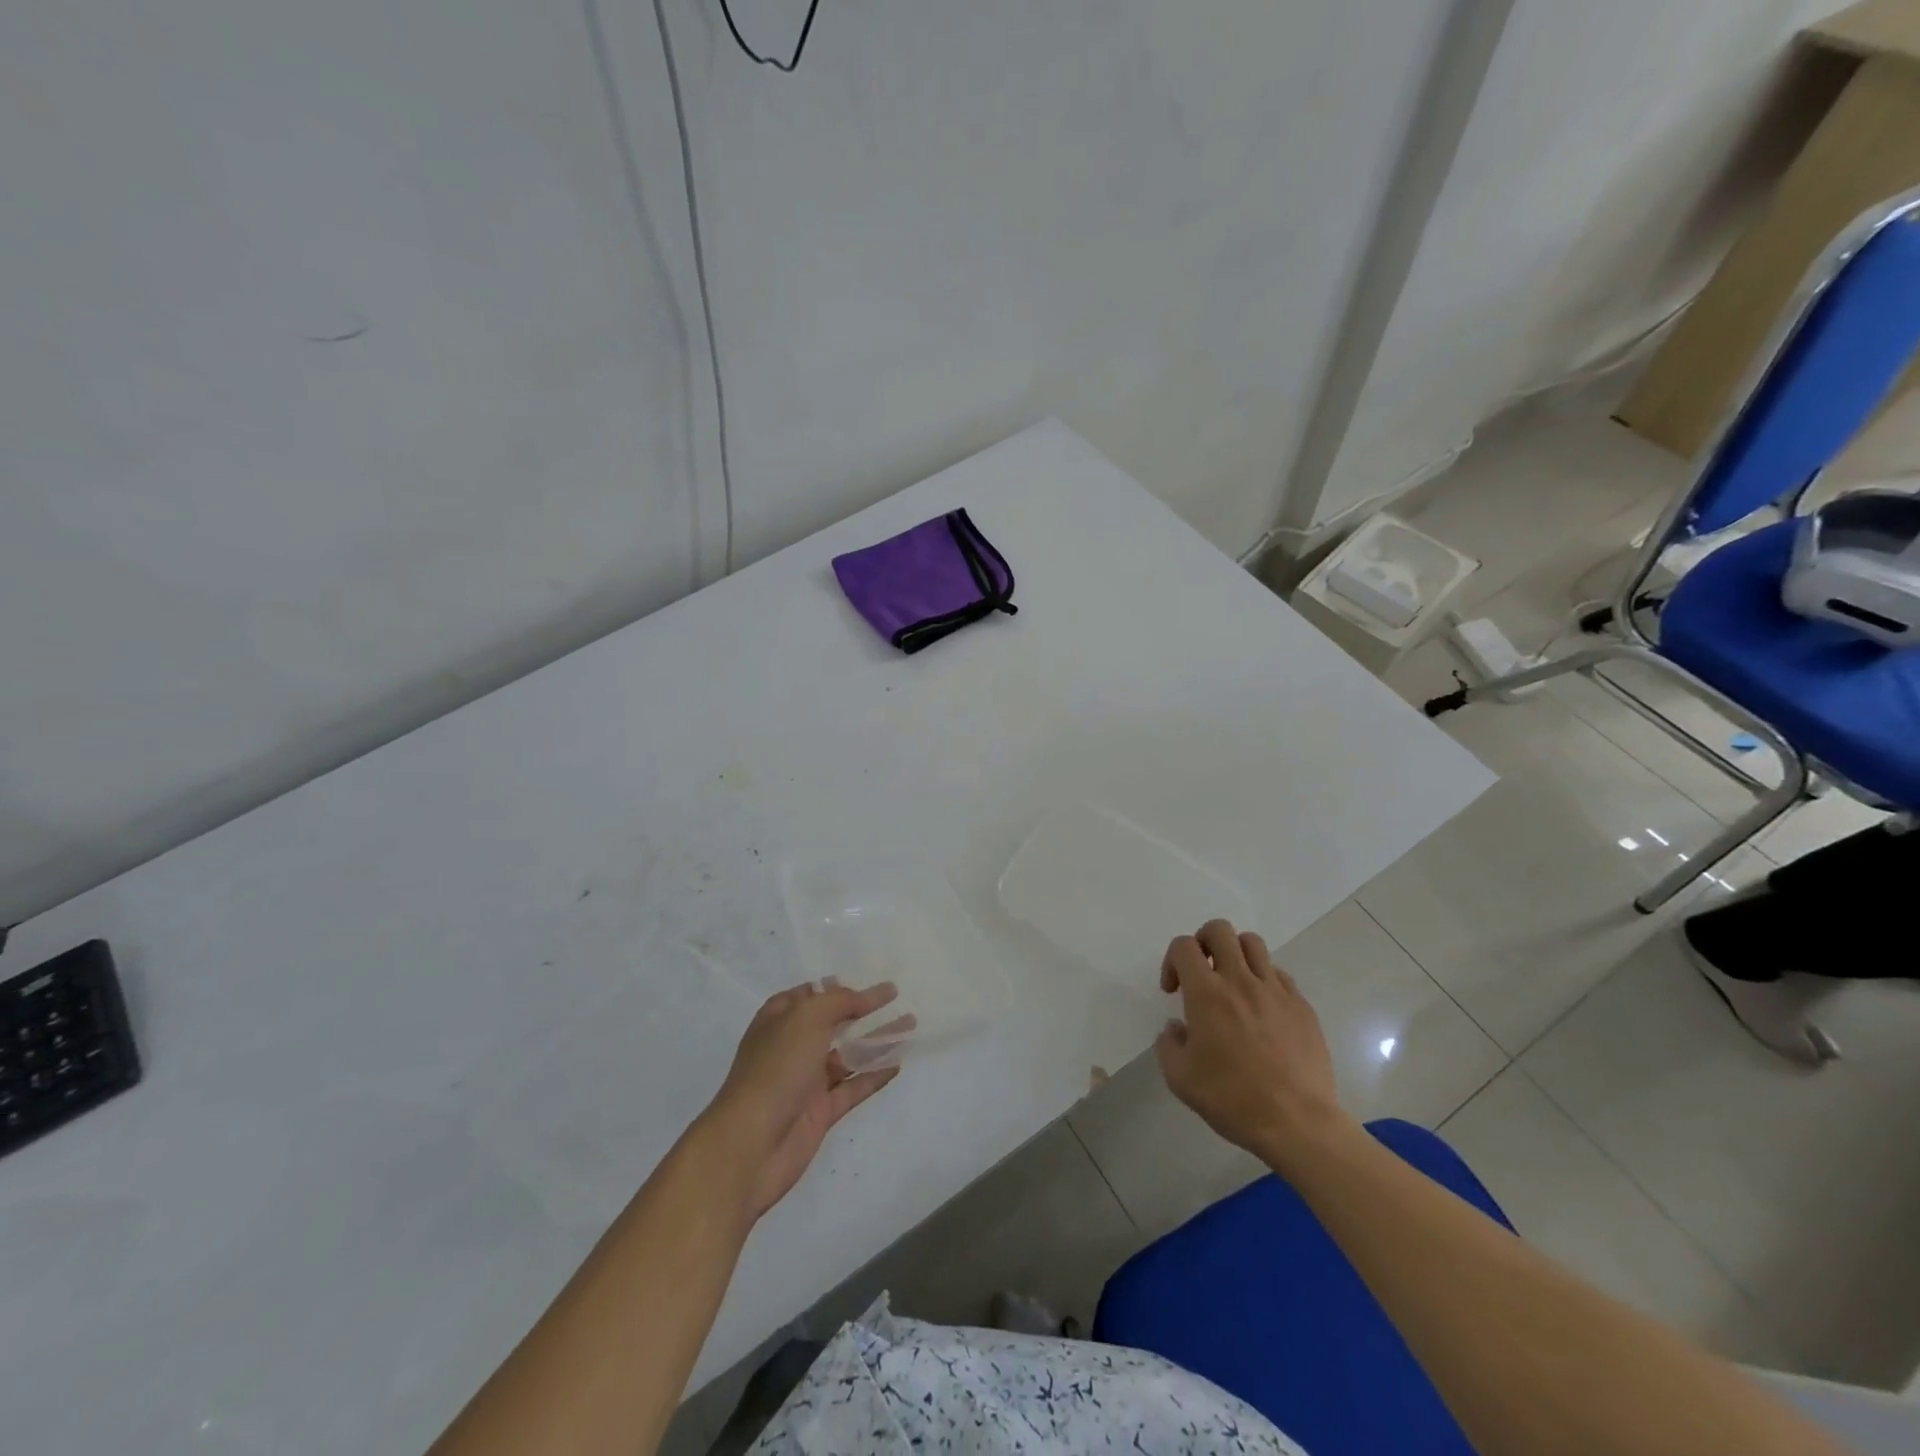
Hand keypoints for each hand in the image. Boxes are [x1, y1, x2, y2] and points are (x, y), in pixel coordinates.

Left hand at [705, 981, 902, 1219]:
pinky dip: (875, 1075)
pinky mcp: (820, 1112)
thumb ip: (838, 1001)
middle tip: (899, 999)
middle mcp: (792, 1046)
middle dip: (864, 1012)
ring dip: (878, 1040)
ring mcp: (806, 1081)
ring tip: (911, 1026)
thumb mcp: (806, 1018)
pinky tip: (898, 1063)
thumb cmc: (775, 1069)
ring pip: (848, 1055)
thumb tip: (864, 995)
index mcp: (780, 1019)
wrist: (750, 1145)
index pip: (814, 995)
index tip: (872, 982)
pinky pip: (853, 1087)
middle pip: (834, 1023)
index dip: (842, 988)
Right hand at [1155, 920, 1354, 1172]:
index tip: (1174, 991)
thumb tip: (1177, 1028)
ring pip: (1253, 943)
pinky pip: (1279, 974)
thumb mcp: (1180, 1078)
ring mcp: (1275, 991)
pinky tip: (1262, 1009)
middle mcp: (1240, 980)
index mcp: (1206, 993)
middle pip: (1220, 930)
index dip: (1171, 961)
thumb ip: (1168, 1044)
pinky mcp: (1302, 1006)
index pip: (1183, 946)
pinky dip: (1264, 979)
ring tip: (1232, 982)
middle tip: (1201, 971)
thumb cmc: (1232, 1099)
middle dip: (1203, 941)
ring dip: (1236, 954)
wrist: (1297, 1123)